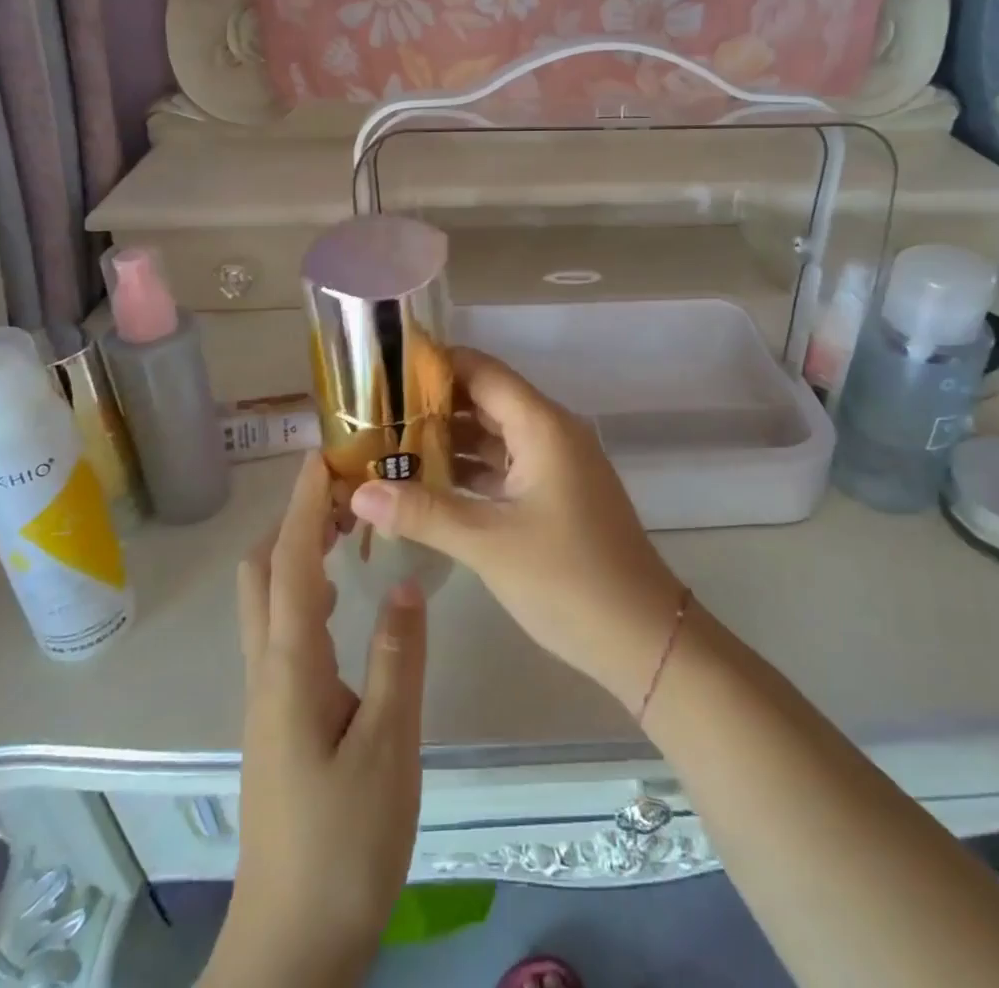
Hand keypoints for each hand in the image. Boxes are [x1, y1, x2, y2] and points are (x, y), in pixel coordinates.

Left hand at [216, 455, 426, 985]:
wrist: (293, 944)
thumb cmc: (344, 843)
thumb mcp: (388, 746)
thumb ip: (398, 658)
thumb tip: (401, 580)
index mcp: (290, 669)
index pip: (287, 565)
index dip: (301, 506)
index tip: (320, 456)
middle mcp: (268, 672)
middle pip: (262, 575)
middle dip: (293, 522)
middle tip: (345, 491)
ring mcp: (269, 697)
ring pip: (269, 603)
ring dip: (298, 554)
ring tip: (350, 529)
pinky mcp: (282, 718)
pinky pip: (286, 630)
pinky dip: (307, 591)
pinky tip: (345, 599)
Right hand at [350, 348, 683, 705]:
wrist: (640, 634)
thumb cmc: (567, 578)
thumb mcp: (488, 542)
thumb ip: (423, 512)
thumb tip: (358, 491)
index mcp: (542, 425)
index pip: (482, 371)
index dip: (435, 364)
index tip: (384, 369)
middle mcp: (550, 432)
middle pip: (486, 400)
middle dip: (432, 405)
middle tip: (374, 414)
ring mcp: (556, 464)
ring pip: (494, 435)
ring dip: (448, 440)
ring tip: (388, 446)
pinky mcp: (555, 493)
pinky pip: (505, 466)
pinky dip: (469, 470)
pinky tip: (427, 484)